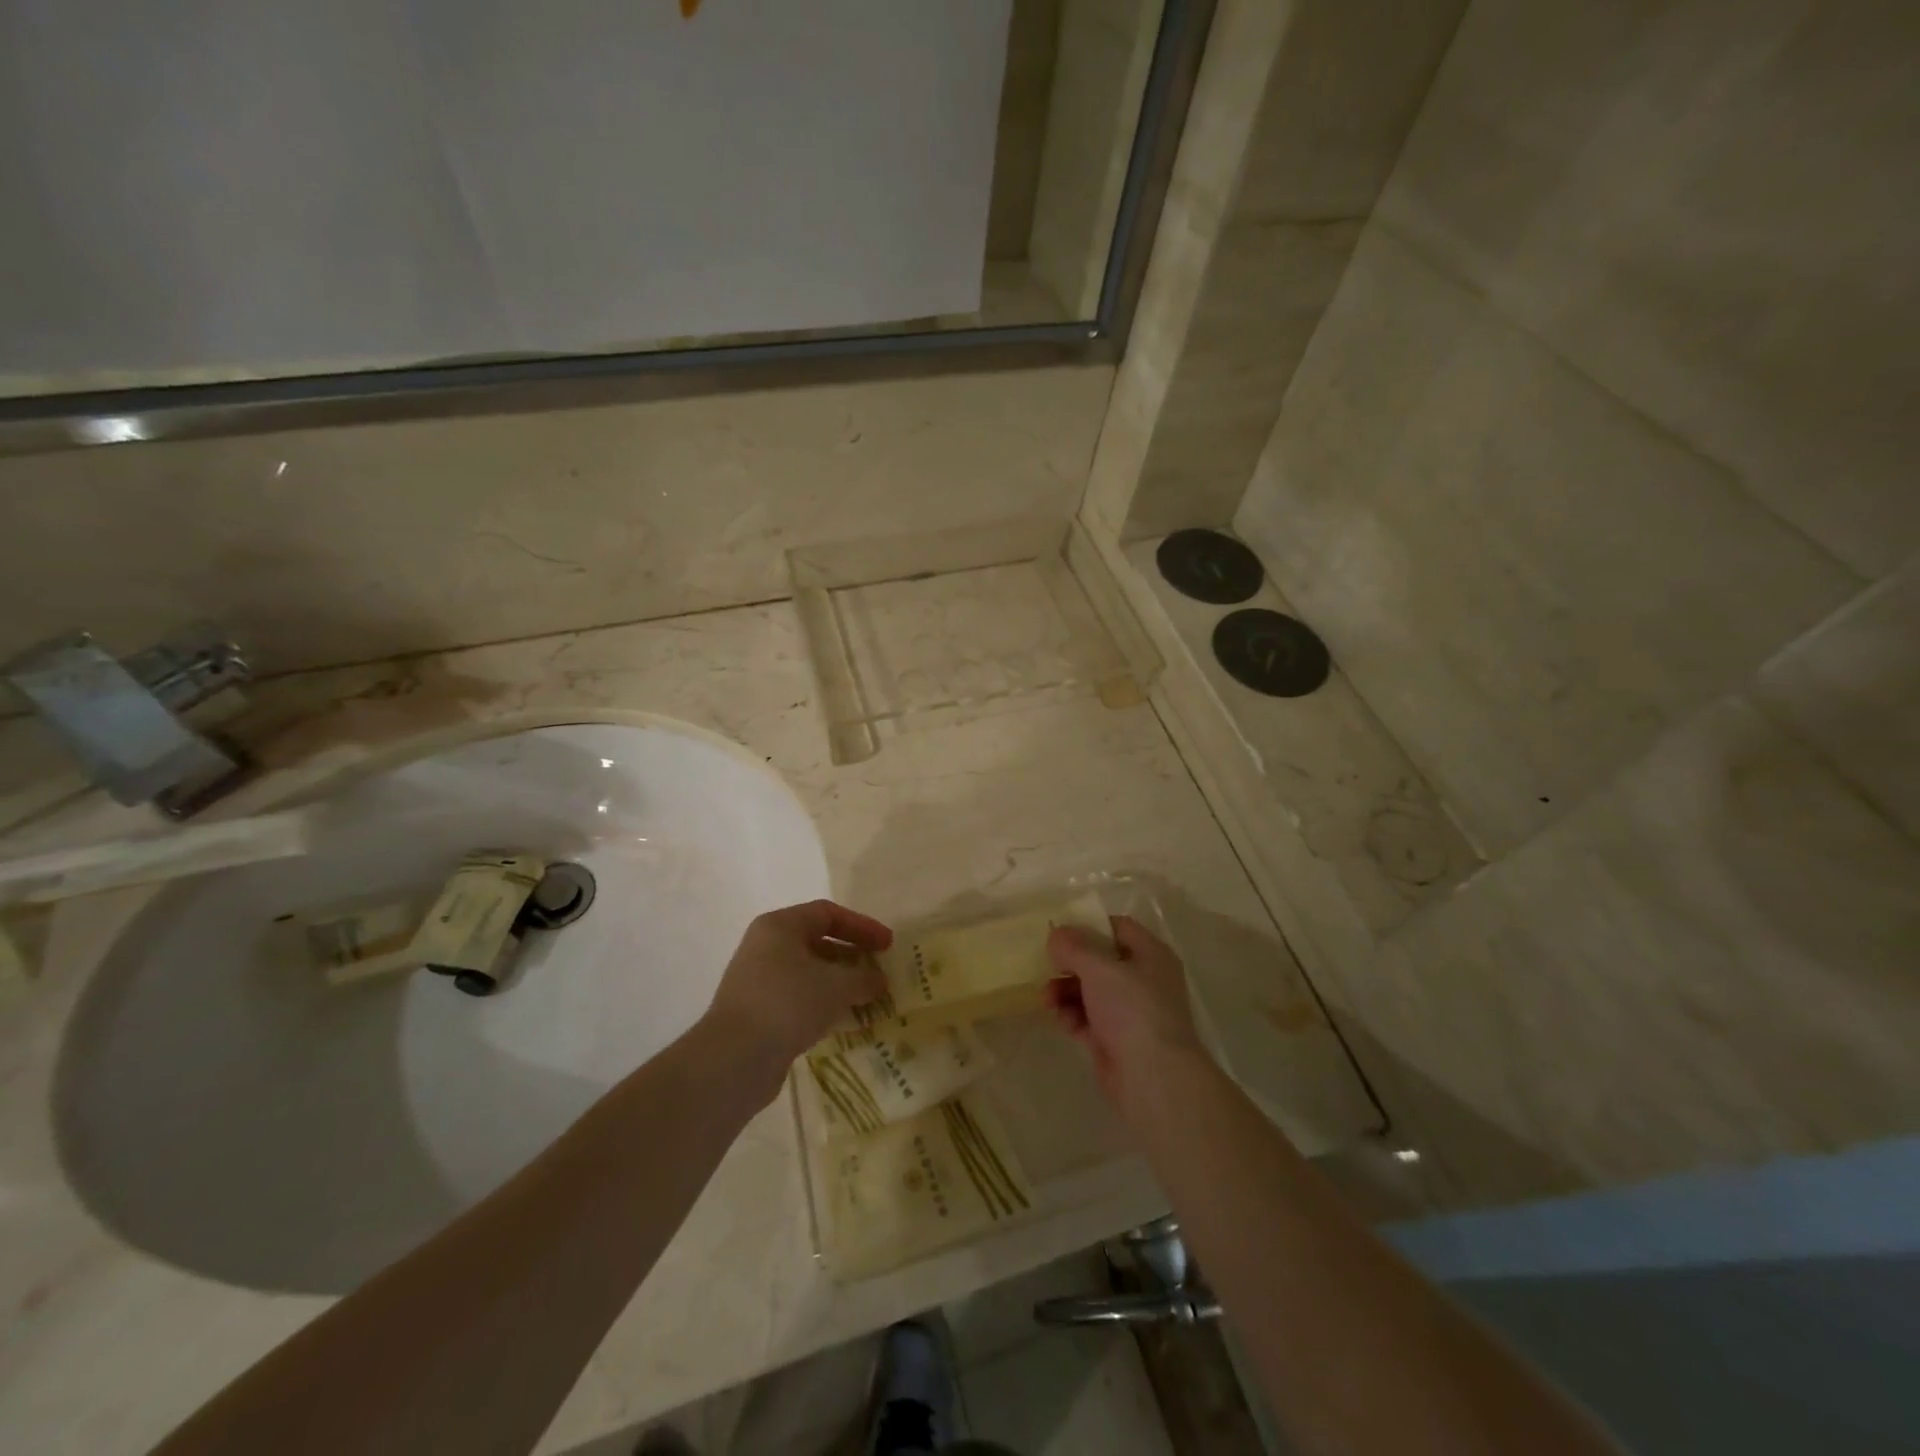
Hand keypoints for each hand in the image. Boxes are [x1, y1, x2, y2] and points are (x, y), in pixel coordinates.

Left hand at [703, 899, 891, 1081]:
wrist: (734, 1059)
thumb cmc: (787, 1003)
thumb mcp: (836, 986)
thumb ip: (863, 978)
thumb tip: (879, 980)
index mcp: (780, 926)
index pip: (828, 913)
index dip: (862, 926)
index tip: (888, 945)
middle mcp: (766, 947)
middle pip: (818, 941)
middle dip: (852, 955)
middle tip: (880, 971)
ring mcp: (759, 981)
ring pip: (809, 973)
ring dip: (840, 984)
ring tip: (869, 999)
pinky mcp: (759, 1013)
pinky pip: (799, 999)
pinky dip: (824, 1005)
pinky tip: (845, 1021)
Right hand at [1045, 915, 1205, 1116]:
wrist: (1153, 1078)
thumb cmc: (1132, 1009)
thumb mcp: (1099, 968)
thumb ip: (1074, 946)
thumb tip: (1056, 933)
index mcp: (1151, 955)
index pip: (1119, 928)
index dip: (1090, 925)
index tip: (1060, 931)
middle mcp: (1143, 980)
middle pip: (1100, 961)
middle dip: (1071, 964)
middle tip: (1047, 966)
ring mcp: (1130, 1013)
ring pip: (1090, 991)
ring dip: (1065, 991)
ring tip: (1047, 999)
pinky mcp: (1115, 1040)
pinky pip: (1087, 1020)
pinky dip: (1072, 1017)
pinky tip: (1061, 1020)